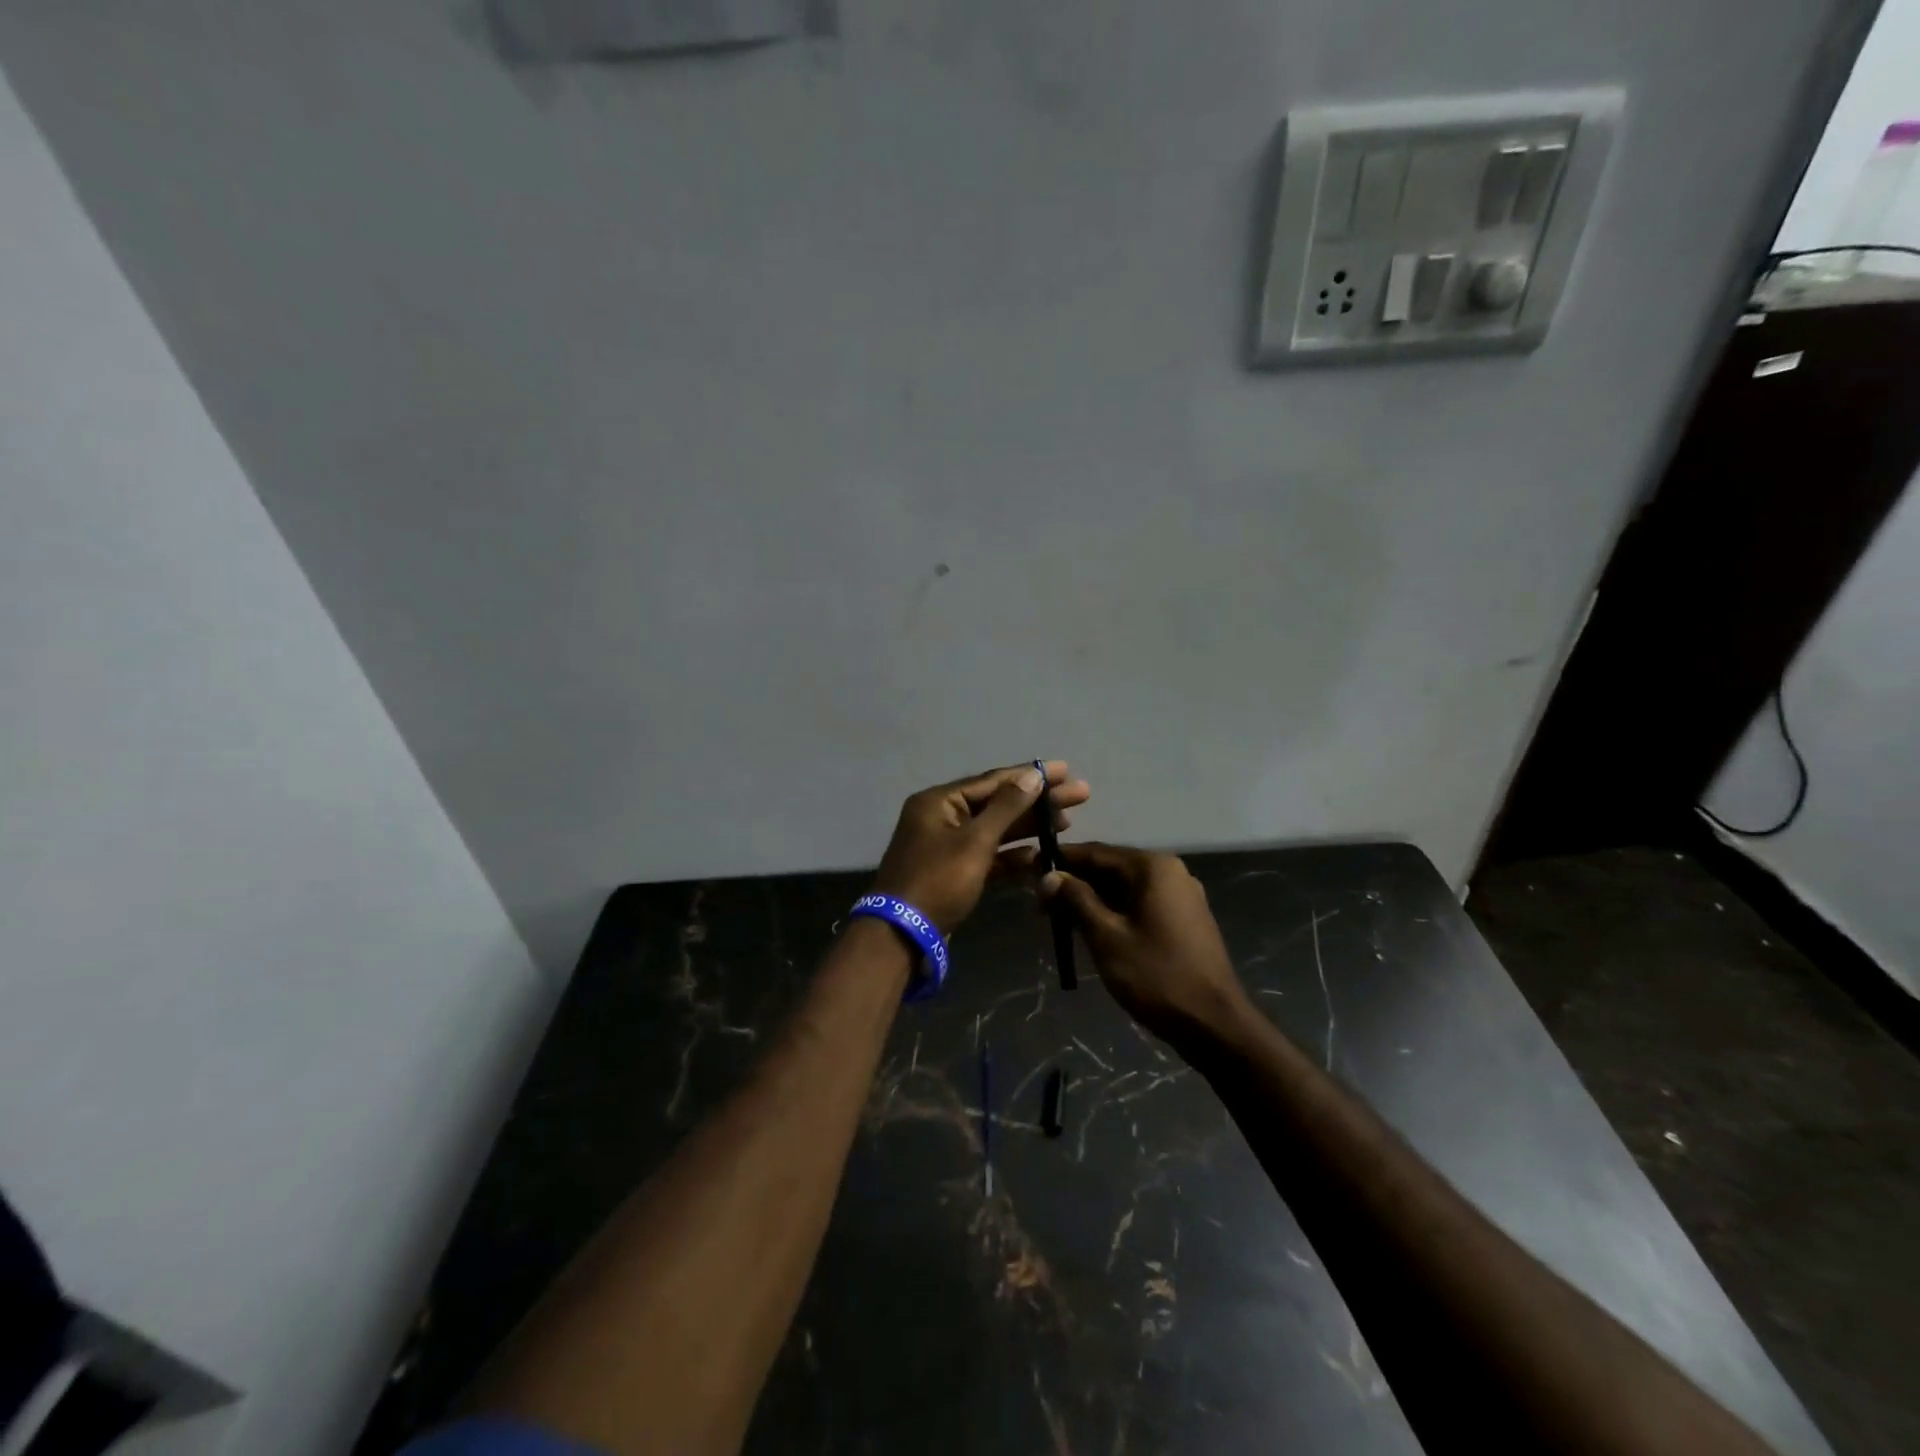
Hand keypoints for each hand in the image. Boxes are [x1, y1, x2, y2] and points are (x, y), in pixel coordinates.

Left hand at [871, 762, 1090, 934]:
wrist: (903, 936)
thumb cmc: (938, 881)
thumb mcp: (975, 841)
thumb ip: (1006, 807)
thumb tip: (1033, 774)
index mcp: (939, 802)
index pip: (992, 781)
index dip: (1030, 775)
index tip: (1066, 770)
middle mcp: (942, 818)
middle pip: (997, 803)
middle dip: (1037, 801)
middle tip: (1080, 795)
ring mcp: (947, 846)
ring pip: (995, 830)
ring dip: (1029, 827)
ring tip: (1068, 822)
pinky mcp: (954, 873)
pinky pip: (988, 856)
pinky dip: (1012, 856)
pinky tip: (1039, 855)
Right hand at [1040, 842, 1249, 1049]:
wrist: (1214, 1024)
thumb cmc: (1156, 976)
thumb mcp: (1106, 937)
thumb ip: (1076, 900)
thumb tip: (1048, 876)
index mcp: (1153, 867)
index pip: (1096, 852)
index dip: (1060, 861)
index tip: (1029, 870)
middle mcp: (1170, 872)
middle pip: (1111, 868)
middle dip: (1075, 884)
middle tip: (1040, 905)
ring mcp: (1181, 896)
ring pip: (1125, 889)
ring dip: (1092, 901)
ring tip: (1059, 920)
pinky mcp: (1185, 920)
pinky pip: (1140, 904)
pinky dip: (1114, 912)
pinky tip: (1091, 930)